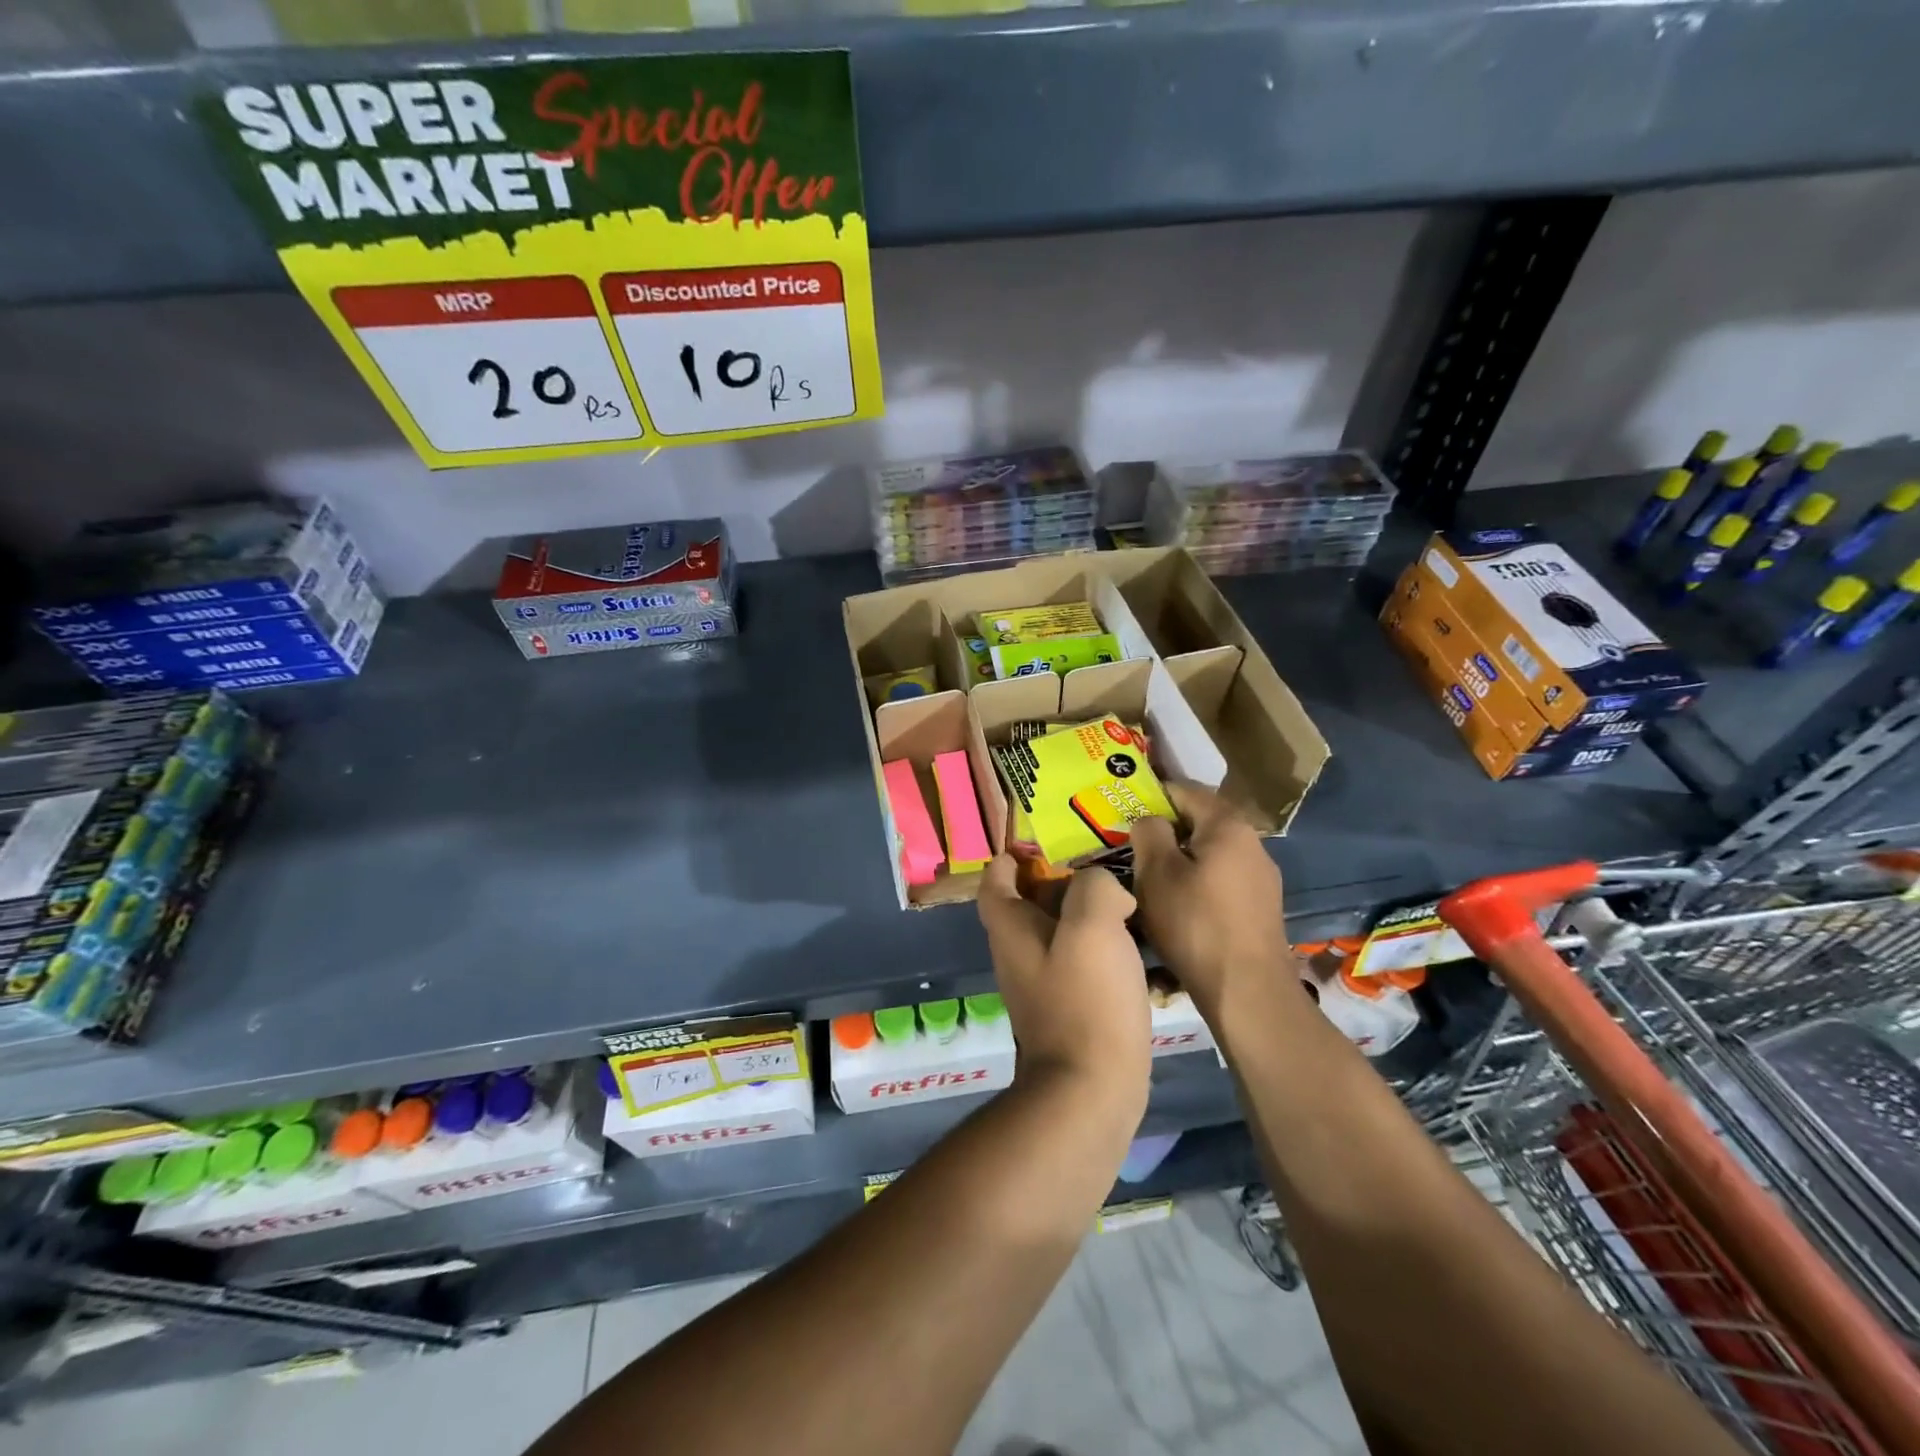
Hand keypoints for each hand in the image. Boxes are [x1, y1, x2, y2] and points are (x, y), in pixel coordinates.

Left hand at [977, 854, 1150, 1110]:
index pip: (995, 879)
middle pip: (1030, 903)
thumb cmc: (1086, 999)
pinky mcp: (1069, 1010)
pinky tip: (1140, 948)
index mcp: (1011, 928)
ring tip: (1129, 902)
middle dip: (1062, 881)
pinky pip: (1082, 965)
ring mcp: (1042, 985)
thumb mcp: (1093, 924)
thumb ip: (1095, 887)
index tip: (1046, 844)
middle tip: (1104, 866)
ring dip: (1088, 916)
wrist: (1091, 1090)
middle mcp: (1018, 953)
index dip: (1013, 856)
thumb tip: (1105, 889)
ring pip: (1061, 934)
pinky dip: (1104, 950)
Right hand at [1131, 782, 1292, 1022]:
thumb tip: (1150, 820)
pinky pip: (1221, 879)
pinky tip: (1177, 905)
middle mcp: (1252, 843)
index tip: (1122, 809)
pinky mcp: (1260, 907)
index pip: (1185, 790)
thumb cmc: (1196, 923)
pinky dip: (1196, 882)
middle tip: (1129, 846)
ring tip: (1148, 877)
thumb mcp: (1157, 873)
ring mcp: (1261, 877)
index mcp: (1228, 826)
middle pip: (1200, 822)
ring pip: (1210, 853)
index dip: (1151, 795)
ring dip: (1180, 859)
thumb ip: (1149, 833)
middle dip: (1165, 830)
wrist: (1248, 991)